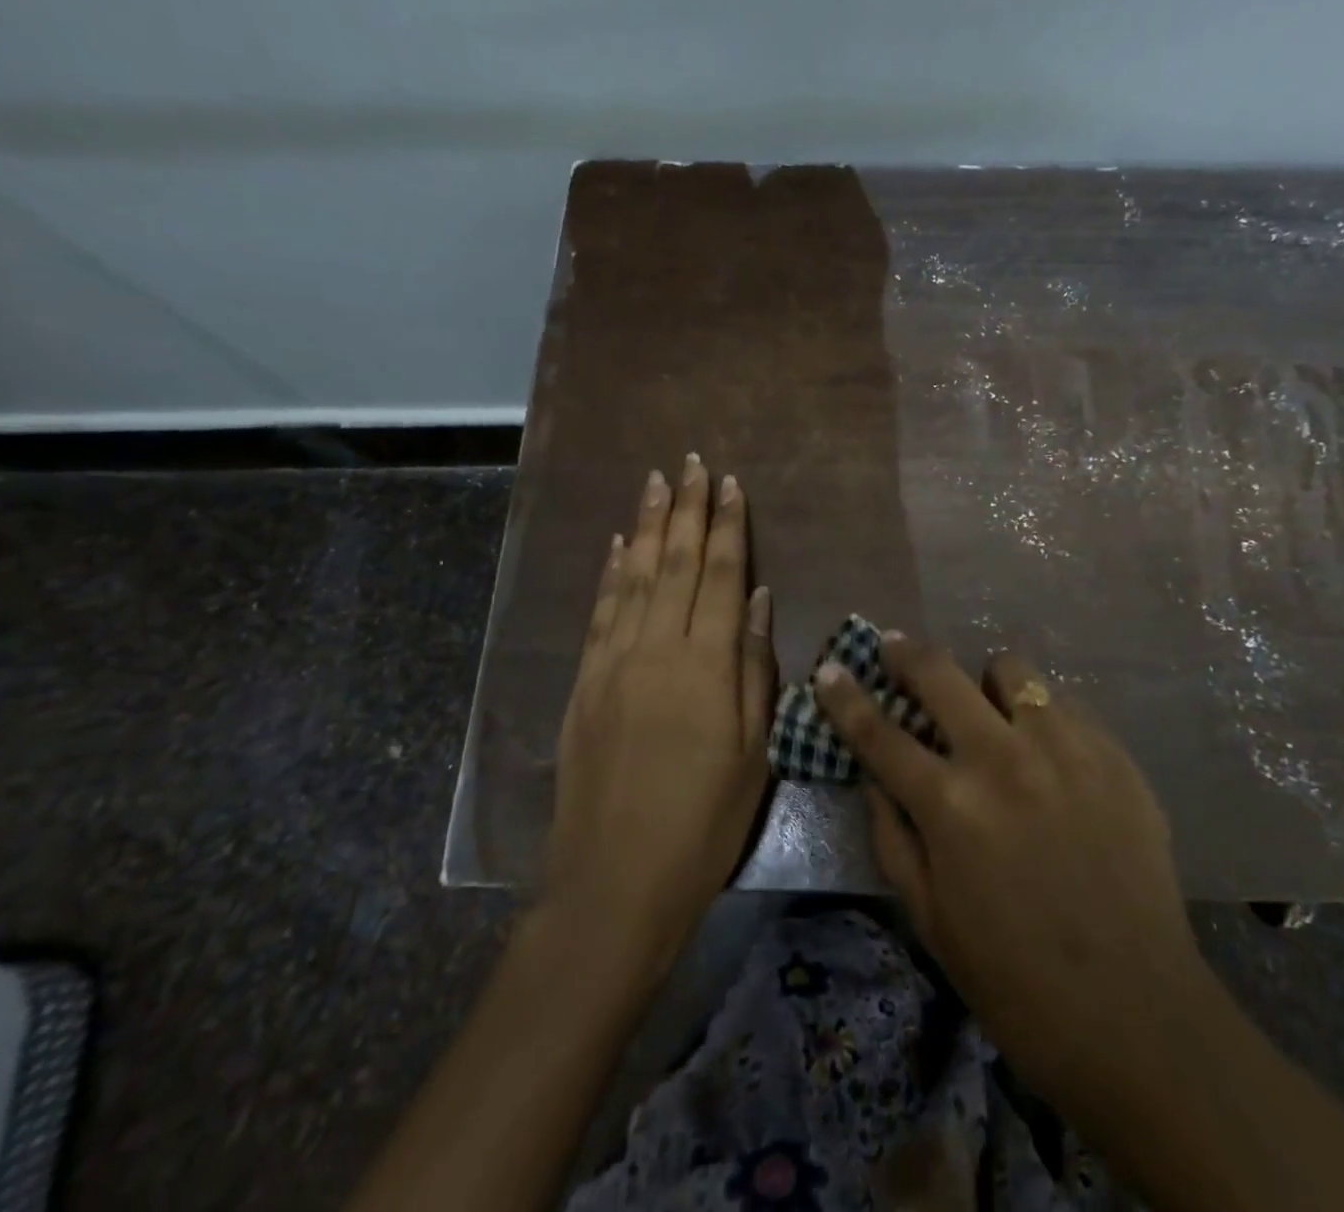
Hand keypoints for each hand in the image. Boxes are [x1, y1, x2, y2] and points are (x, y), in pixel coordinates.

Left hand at [542, 456, 774, 989]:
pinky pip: (600, 612)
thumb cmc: (703, 822)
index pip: (720, 574)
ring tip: (654, 481)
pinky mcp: (585, 683)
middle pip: (675, 562)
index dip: (727, 525)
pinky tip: (619, 544)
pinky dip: (611, 572)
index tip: (729, 484)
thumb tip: (759, 598)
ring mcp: (614, 662)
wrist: (615, 882)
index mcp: (705, 664)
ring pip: (636, 576)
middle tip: (690, 462)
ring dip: (648, 525)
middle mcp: (657, 648)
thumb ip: (754, 666)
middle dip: (686, 508)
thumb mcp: (753, 751)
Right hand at [815, 640, 1204, 1139]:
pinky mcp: (1113, 754)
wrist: (1137, 1015)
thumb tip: (876, 774)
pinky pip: (1064, 704)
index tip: (830, 668)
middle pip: (940, 672)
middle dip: (906, 653)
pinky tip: (1045, 750)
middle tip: (895, 648)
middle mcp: (1003, 758)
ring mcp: (1065, 748)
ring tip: (988, 708)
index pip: (879, 731)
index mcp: (951, 805)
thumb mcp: (929, 918)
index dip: (845, 696)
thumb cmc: (1016, 980)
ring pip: (1011, 670)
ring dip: (984, 682)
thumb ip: (893, 835)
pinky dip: (1040, 715)